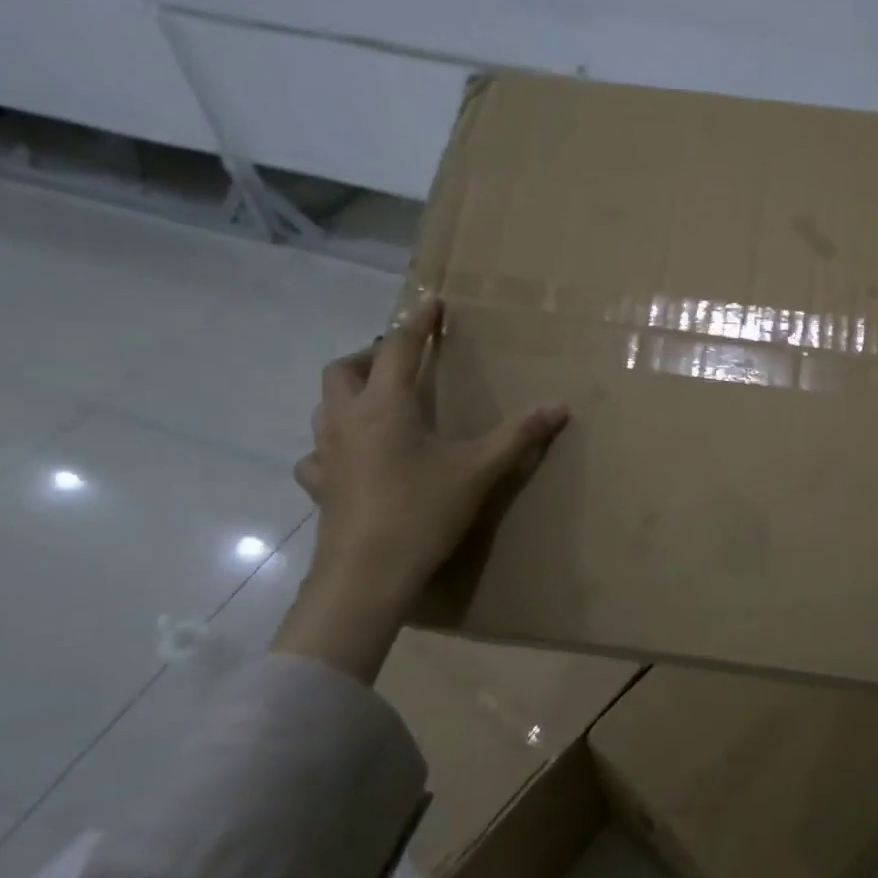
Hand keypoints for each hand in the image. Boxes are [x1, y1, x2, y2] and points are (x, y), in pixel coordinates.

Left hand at [295, 298, 569, 609]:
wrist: (366, 575)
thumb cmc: (423, 511)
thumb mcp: (480, 470)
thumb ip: (519, 435)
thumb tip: (560, 406)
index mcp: (387, 405)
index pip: (399, 347)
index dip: (418, 322)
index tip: (432, 302)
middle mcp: (348, 419)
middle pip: (345, 368)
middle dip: (373, 354)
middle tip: (402, 361)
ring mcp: (326, 453)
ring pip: (324, 405)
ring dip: (349, 392)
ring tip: (378, 401)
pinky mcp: (319, 486)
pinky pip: (316, 453)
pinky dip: (332, 445)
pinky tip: (349, 458)